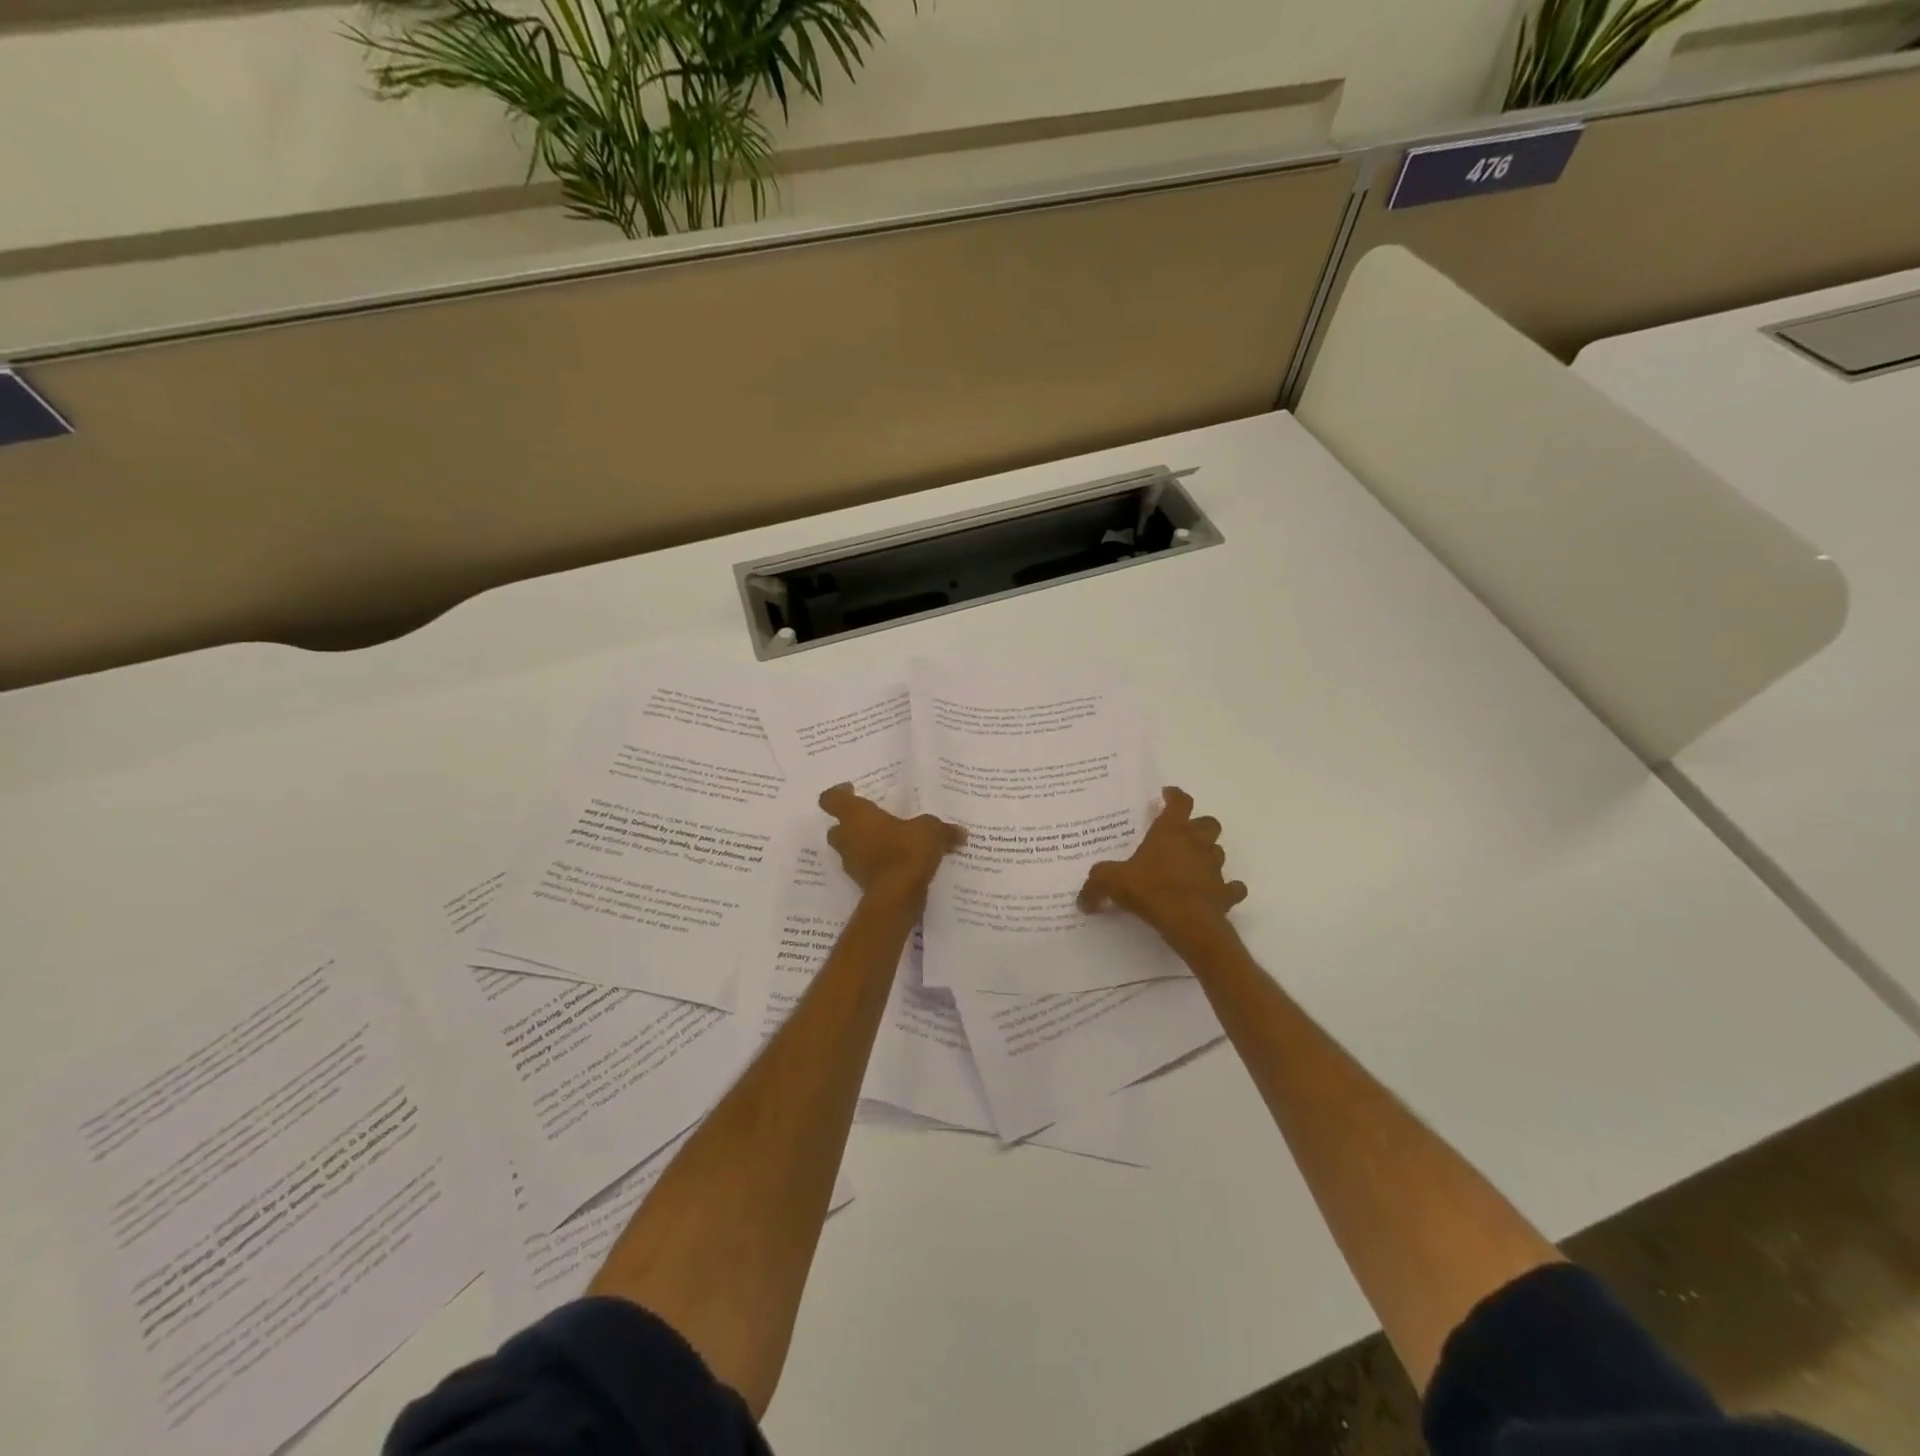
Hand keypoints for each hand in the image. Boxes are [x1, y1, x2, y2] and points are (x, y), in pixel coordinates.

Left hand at [819, 783, 964, 902]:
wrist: (896, 897)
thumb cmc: (906, 851)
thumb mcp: (931, 831)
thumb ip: (943, 829)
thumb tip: (961, 832)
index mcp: (856, 815)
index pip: (832, 799)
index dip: (838, 793)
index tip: (851, 790)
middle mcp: (847, 837)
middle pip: (838, 827)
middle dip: (852, 824)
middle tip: (874, 820)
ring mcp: (851, 862)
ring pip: (851, 848)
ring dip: (864, 845)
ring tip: (890, 843)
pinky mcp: (860, 883)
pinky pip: (865, 867)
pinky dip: (876, 865)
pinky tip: (897, 864)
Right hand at [1078, 787, 1246, 954]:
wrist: (1188, 922)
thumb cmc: (1150, 890)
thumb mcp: (1111, 882)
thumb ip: (1095, 885)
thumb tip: (1082, 900)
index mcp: (1170, 832)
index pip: (1179, 803)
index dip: (1175, 796)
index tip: (1167, 794)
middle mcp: (1196, 844)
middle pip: (1208, 824)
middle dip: (1199, 826)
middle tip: (1183, 834)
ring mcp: (1214, 868)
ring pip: (1219, 852)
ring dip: (1208, 855)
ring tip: (1193, 865)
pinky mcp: (1225, 893)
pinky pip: (1232, 887)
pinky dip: (1227, 888)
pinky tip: (1216, 893)